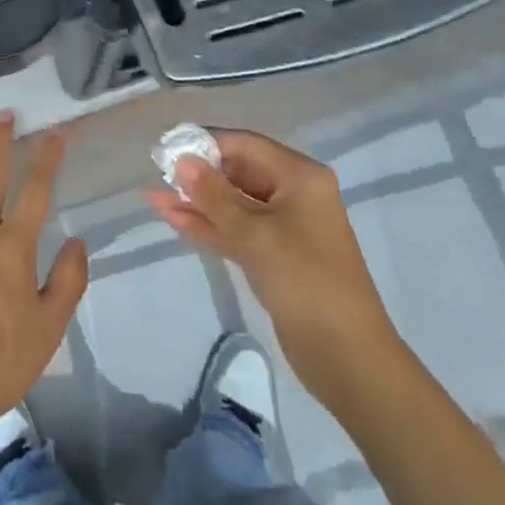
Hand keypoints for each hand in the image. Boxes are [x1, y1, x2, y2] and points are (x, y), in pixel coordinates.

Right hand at [147, 128, 399, 395]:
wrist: (349, 360)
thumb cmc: (304, 282)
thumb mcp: (254, 234)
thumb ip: (214, 195)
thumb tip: (182, 160)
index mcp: (300, 176)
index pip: (245, 145)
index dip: (205, 144)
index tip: (166, 148)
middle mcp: (295, 193)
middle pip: (239, 171)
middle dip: (198, 174)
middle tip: (156, 174)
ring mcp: (286, 227)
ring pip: (234, 203)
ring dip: (198, 202)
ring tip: (154, 198)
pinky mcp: (276, 256)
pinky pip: (238, 230)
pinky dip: (210, 226)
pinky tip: (175, 220)